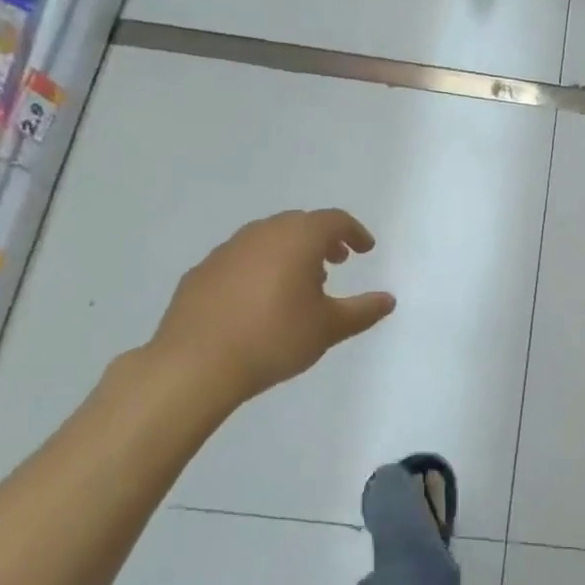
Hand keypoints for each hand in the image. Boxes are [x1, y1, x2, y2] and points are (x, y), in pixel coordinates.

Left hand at [149, 209, 395, 408]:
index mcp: (297, 239)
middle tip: (336, 263)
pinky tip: (259, 301)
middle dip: (322, 240)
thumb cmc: (274, 338)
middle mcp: (261, 234)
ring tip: (299, 284)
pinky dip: (259, 268)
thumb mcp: (329, 328)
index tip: (365, 250)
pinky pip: (240, 259)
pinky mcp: (201, 273)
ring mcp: (226, 251)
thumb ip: (363, 311)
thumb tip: (388, 300)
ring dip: (289, 252)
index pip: (333, 220)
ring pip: (266, 239)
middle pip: (298, 224)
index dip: (354, 232)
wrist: (196, 364)